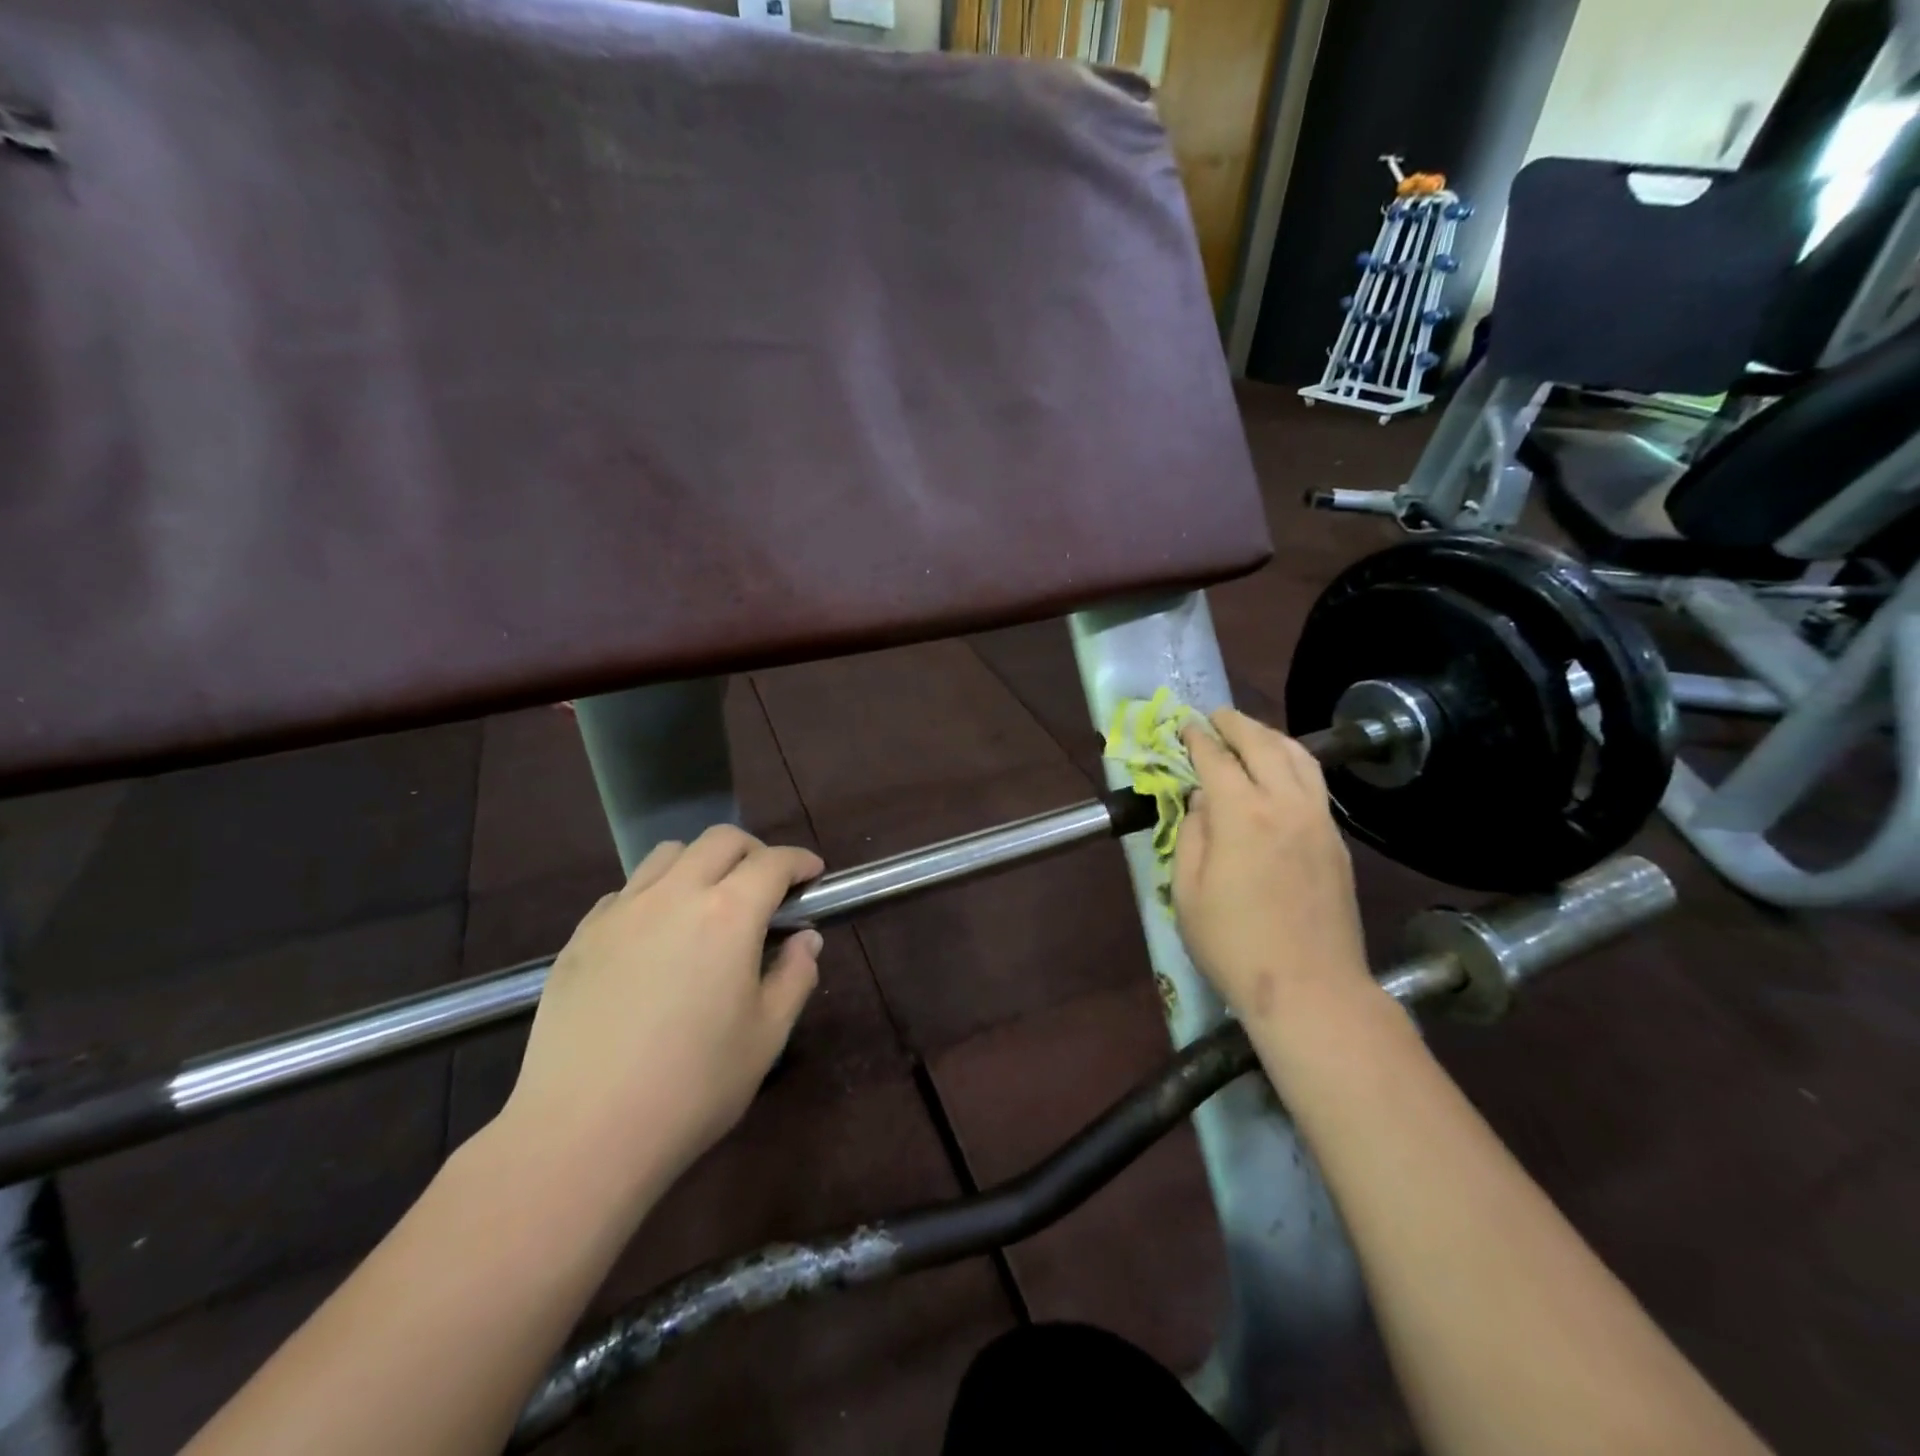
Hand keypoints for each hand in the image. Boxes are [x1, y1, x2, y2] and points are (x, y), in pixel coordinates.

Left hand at [497, 826, 824, 1209]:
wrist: (582, 1133)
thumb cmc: (693, 1087)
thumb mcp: (767, 1036)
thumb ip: (795, 977)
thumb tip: (804, 940)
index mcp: (729, 914)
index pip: (773, 862)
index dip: (800, 861)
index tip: (813, 875)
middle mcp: (674, 895)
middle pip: (720, 840)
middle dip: (754, 852)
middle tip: (767, 887)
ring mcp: (621, 911)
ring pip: (668, 854)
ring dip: (701, 863)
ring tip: (709, 902)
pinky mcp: (582, 936)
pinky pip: (627, 890)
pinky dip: (655, 894)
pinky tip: (656, 937)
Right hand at [1173, 709, 1370, 1028]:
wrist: (1310, 989)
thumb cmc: (1233, 944)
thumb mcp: (1187, 892)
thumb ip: (1192, 835)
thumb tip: (1202, 800)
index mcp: (1242, 815)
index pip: (1217, 759)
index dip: (1198, 738)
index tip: (1185, 725)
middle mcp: (1285, 804)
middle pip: (1262, 745)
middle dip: (1236, 724)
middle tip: (1216, 716)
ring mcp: (1318, 821)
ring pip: (1299, 758)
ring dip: (1270, 736)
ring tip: (1250, 732)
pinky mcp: (1336, 841)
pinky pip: (1315, 783)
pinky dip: (1293, 762)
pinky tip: (1281, 771)